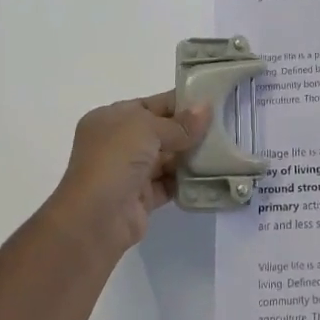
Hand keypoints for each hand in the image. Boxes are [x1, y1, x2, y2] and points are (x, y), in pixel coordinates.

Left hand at [44, 92, 210, 261]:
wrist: (95, 219)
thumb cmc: (115, 159)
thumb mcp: (147, 128)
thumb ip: (179, 122)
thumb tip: (206, 108)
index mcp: (110, 119)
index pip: (149, 105)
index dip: (178, 102)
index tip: (210, 101)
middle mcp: (117, 144)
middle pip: (159, 132)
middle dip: (188, 129)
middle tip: (224, 124)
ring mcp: (128, 172)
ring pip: (165, 158)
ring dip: (190, 155)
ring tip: (223, 148)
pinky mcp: (140, 199)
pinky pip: (168, 184)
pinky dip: (186, 180)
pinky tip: (210, 174)